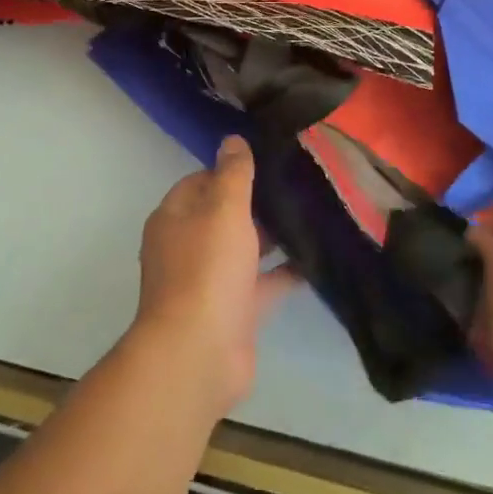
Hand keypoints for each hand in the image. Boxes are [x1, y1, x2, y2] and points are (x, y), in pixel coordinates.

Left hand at [133, 137, 292, 417]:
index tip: (268, 160)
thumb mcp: (223, 210)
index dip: (230, 170)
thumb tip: (232, 139)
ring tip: (313, 214)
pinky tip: (317, 259)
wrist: (198, 353)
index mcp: (175, 218)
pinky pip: (263, 283)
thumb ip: (232, 174)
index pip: (201, 181)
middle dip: (257, 202)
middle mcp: (188, 246)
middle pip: (224, 215)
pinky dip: (286, 272)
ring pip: (245, 249)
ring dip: (273, 237)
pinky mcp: (235, 311)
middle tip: (299, 184)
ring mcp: (211, 281)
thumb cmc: (206, 270)